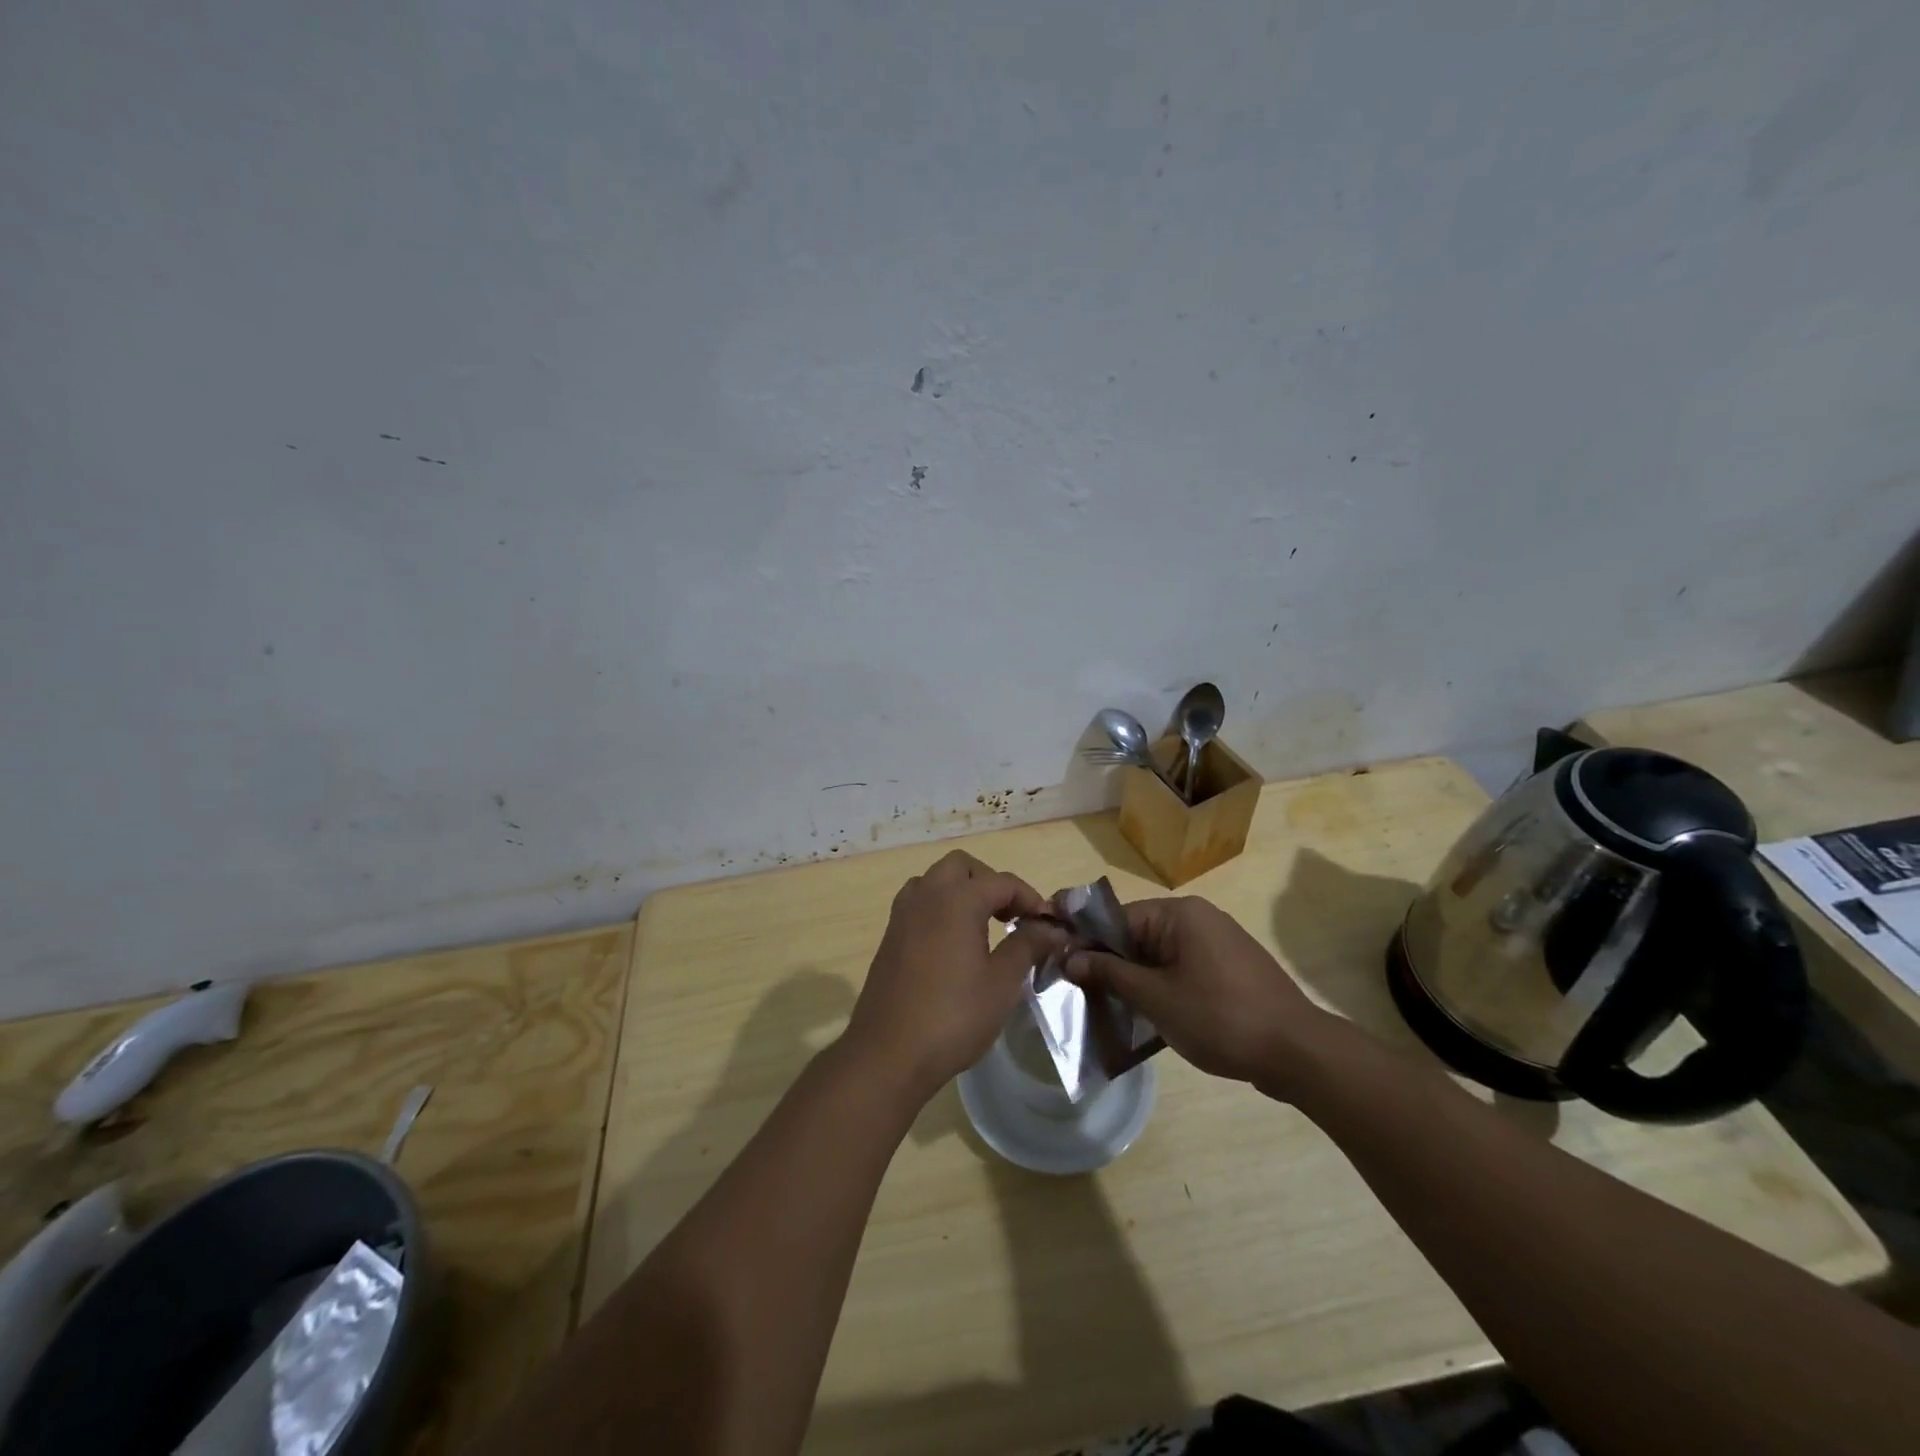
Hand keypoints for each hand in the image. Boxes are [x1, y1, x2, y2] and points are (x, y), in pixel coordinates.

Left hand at [846, 851, 1070, 1100]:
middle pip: (962, 867)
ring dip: (961, 892)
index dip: (1030, 898)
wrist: (888, 1052)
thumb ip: (1027, 945)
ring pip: (935, 881)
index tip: (1047, 925)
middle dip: (990, 883)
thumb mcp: (1002, 982)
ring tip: (983, 926)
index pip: (1002, 882)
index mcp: (957, 899)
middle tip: (1011, 916)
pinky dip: (941, 908)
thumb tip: (1050, 928)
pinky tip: (954, 945)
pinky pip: (919, 904)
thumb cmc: (953, 1016)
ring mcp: (903, 914)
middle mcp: (926, 895)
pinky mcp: (890, 936)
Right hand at [1065, 895, 1333, 1092]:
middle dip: (1106, 962)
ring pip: (1156, 954)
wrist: (1298, 1052)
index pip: (1116, 917)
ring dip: (1131, 978)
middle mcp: (1197, 918)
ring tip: (1103, 1006)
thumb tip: (1070, 958)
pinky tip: (1143, 1014)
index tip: (1055, 960)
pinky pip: (1178, 967)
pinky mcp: (1227, 968)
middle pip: (1135, 934)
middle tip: (1076, 990)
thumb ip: (1110, 974)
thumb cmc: (1221, 1017)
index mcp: (1179, 914)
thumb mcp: (1156, 998)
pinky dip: (1158, 985)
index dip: (1083, 939)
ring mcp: (1215, 942)